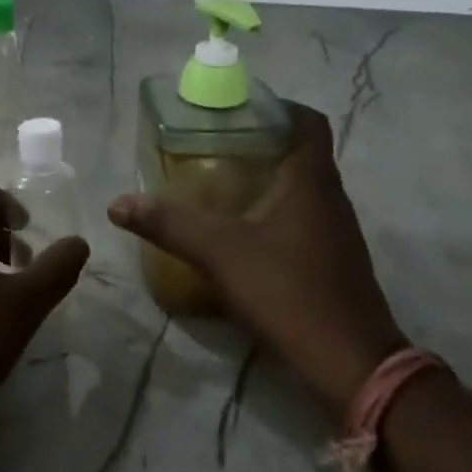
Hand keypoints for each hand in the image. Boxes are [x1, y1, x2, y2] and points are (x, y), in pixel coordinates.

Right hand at [108, 104, 403, 414]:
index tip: (240, 108)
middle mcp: (331, 197)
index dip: (279, 106)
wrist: (353, 365)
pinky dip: (277, 211)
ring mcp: (338, 231)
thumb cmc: (289, 291)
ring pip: (303, 187)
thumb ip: (170, 224)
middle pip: (301, 151)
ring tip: (223, 181)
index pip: (308, 121)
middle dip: (262, 142)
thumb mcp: (221, 253)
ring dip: (269, 178)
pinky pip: (305, 218)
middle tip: (216, 143)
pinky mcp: (336, 261)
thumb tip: (118, 203)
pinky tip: (245, 231)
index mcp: (311, 179)